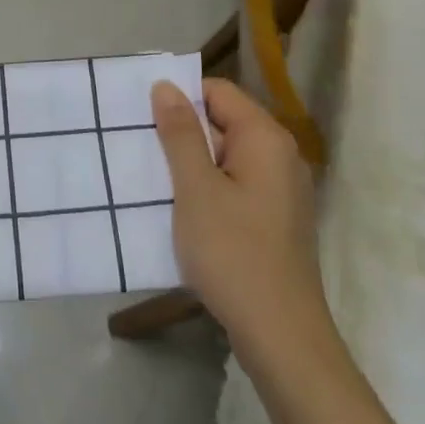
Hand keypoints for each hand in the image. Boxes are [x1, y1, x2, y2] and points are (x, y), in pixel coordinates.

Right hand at [151, 78, 330, 367]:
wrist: (281, 337)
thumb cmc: (234, 253)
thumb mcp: (196, 189)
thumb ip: (181, 133)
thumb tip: (166, 86)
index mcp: (266, 138)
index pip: (218, 91)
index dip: (181, 98)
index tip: (144, 117)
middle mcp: (281, 155)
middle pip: (224, 121)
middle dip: (184, 132)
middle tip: (142, 148)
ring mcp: (283, 190)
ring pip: (228, 156)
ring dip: (193, 164)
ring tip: (154, 178)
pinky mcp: (277, 219)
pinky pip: (237, 184)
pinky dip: (209, 188)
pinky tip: (183, 210)